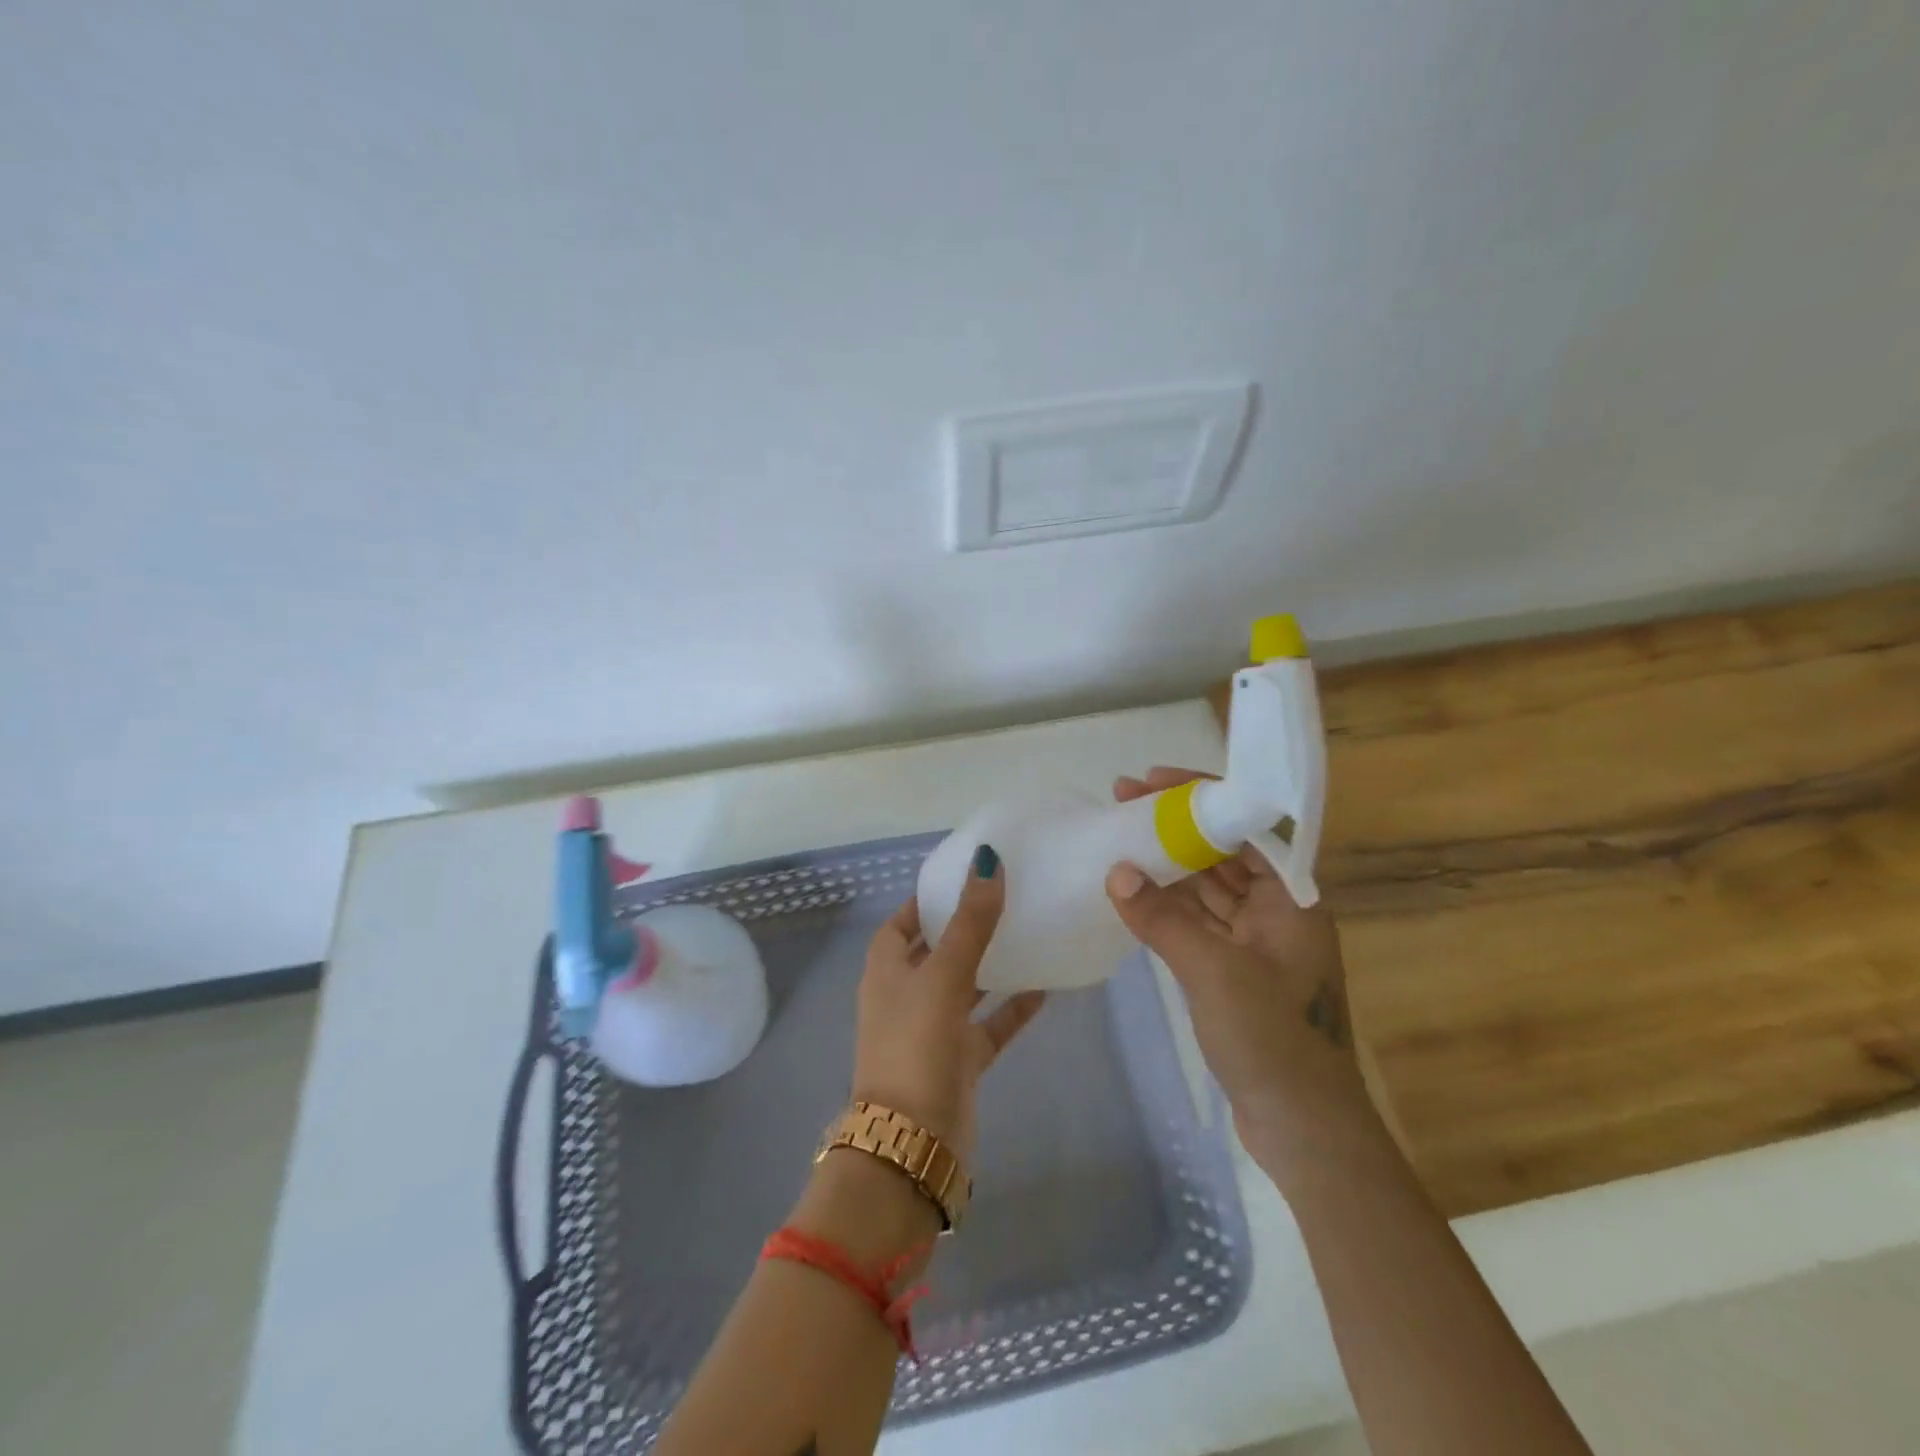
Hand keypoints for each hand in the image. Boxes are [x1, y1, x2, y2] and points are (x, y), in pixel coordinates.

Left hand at [851, 846, 1045, 1168]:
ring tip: (1027, 930)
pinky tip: (1045, 987)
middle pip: (935, 951)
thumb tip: (988, 860)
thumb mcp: (942, 975)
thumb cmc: (915, 1046)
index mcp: (886, 970)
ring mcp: (932, 1030)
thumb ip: (969, 922)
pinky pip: (989, 1024)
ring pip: (965, 986)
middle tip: (1005, 897)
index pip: (901, 923)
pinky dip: (1011, 1007)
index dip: (924, 900)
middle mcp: (905, 995)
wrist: (913, 1143)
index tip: (962, 877)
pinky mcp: (959, 1061)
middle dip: (963, 926)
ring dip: (991, 964)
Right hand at [1105, 767, 1378, 1168]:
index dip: (1199, 797)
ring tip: (1120, 836)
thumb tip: (1116, 872)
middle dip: (1175, 825)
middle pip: (1223, 852)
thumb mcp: (1214, 972)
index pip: (1245, 826)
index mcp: (1291, 899)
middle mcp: (1277, 911)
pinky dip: (1168, 904)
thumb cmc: (1272, 1040)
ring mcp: (1256, 942)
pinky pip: (1197, 920)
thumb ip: (1163, 919)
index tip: (1150, 780)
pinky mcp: (1235, 968)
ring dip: (1167, 863)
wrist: (1303, 1129)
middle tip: (1122, 800)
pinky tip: (1134, 889)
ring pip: (1206, 886)